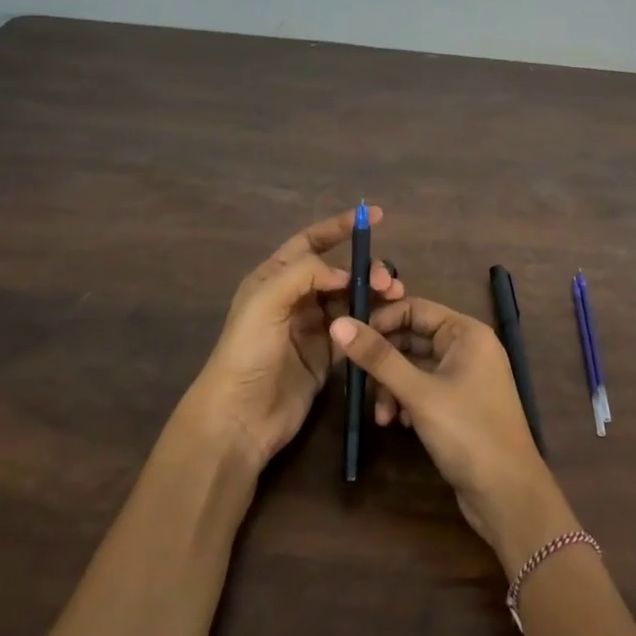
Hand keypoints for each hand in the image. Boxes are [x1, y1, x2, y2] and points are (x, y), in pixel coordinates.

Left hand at [191, 208, 401, 472]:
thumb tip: (346, 272)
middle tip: (388, 282)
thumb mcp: (266, 302)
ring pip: (351, 300)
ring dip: (374, 296)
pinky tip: (387, 323)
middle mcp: (295, 298)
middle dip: (366, 270)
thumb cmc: (247, 353)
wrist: (240, 418)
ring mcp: (313, 328)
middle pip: (339, 272)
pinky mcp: (327, 356)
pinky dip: (372, 323)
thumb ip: (305, 274)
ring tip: (395, 299)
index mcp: (275, 278)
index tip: (374, 217)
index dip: (340, 228)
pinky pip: (355, 330)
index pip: (311, 242)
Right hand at [329, 299, 574, 570]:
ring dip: (392, 387)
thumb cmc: (467, 432)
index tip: (349, 343)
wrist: (508, 494)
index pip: (415, 309)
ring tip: (382, 416)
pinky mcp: (459, 405)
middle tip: (355, 382)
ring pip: (414, 367)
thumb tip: (338, 323)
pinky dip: (406, 402)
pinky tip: (398, 424)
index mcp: (466, 332)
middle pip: (412, 339)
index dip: (381, 321)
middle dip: (384, 362)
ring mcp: (465, 377)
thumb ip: (378, 358)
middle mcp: (467, 348)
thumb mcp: (418, 393)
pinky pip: (423, 390)